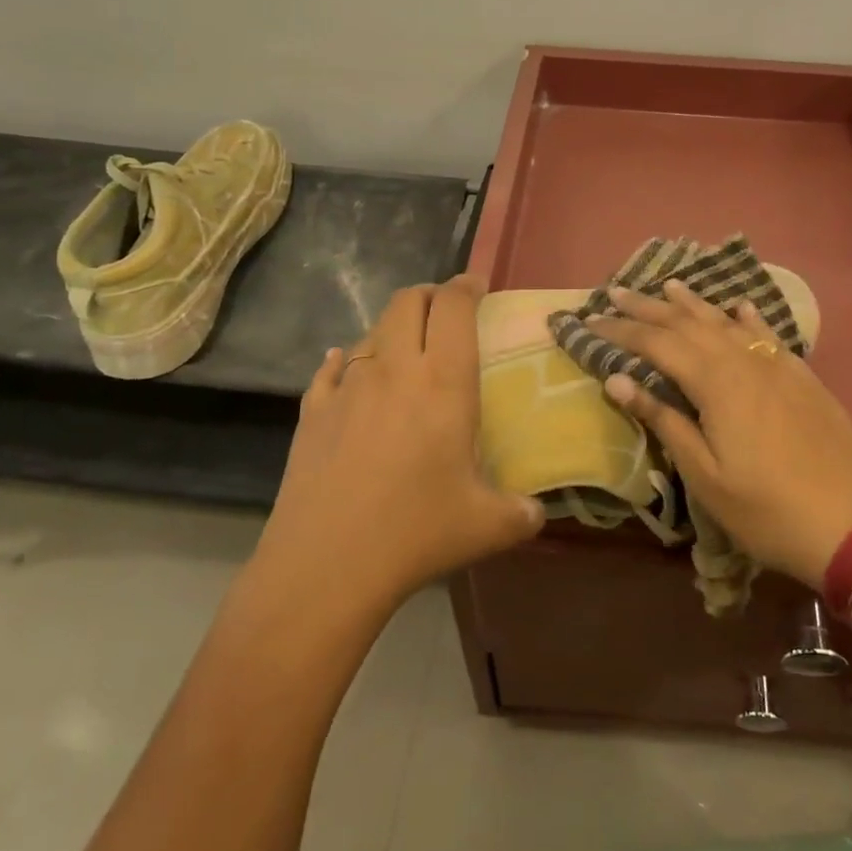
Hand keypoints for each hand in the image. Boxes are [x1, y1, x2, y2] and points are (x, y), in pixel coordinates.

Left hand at [251, 275, 543, 615]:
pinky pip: (331, 369)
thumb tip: (539, 513)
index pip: (453, 306)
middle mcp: (394, 369)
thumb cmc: (416, 532)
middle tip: (446, 312)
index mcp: (443, 381)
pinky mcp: (312, 411)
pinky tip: (348, 372)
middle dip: (430, 295)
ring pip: (371, 332)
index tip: (478, 287)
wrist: (325, 565)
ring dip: (393, 329)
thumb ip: (522, 512)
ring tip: (407, 352)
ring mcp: (347, 386)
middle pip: (407, 301)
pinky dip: (347, 361)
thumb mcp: (487, 525)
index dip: (467, 286)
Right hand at [591, 281, 851, 588]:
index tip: (591, 319)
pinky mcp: (802, 376)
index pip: (657, 344)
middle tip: (615, 291)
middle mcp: (744, 361)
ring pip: (727, 322)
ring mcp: (777, 365)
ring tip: (667, 285)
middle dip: (648, 307)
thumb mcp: (704, 474)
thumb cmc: (767, 509)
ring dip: (693, 303)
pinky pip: (767, 333)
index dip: (622, 330)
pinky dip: (747, 317)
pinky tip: (739, 306)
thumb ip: (663, 420)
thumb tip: (617, 379)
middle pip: (688, 324)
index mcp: (716, 383)